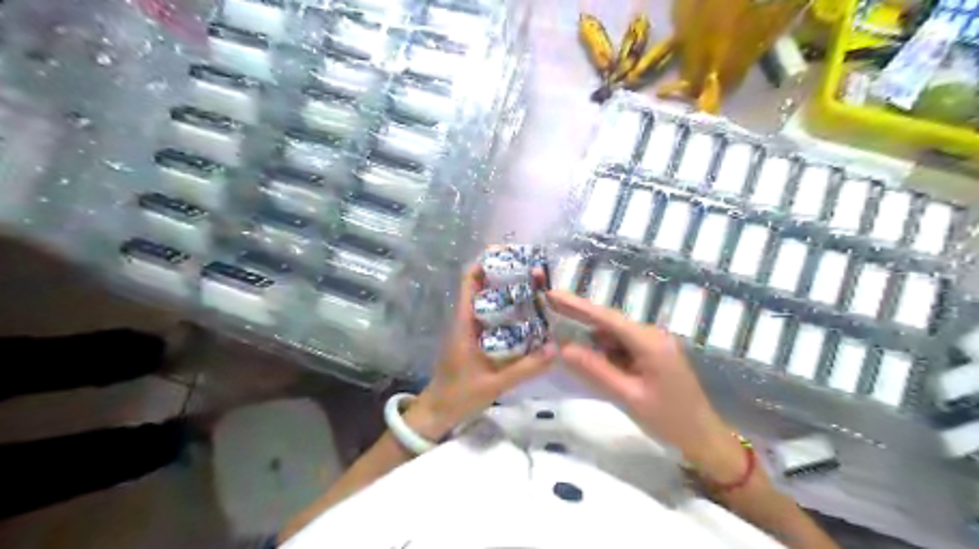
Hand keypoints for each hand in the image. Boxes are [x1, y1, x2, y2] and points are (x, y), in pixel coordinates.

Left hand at [410, 263, 554, 438]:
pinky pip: (491, 319)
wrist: (437, 413)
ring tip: (537, 291)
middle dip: (506, 276)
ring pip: (488, 302)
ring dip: (508, 293)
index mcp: (464, 322)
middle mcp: (465, 320)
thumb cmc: (459, 395)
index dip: (487, 263)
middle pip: (482, 286)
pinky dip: (508, 313)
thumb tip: (555, 348)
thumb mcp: (494, 383)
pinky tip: (528, 319)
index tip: (512, 256)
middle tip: (535, 274)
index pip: (469, 281)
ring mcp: (469, 330)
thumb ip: (525, 368)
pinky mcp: (473, 340)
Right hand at [550, 291, 742, 475]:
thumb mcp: (628, 397)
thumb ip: (595, 371)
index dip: (577, 305)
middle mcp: (652, 335)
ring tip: (565, 342)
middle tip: (549, 308)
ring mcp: (653, 344)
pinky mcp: (652, 355)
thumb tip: (563, 348)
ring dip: (592, 339)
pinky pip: (622, 347)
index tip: (552, 293)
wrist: (704, 439)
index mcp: (650, 342)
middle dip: (579, 317)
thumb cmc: (669, 421)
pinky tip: (592, 360)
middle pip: (609, 323)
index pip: (607, 318)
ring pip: (614, 336)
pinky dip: (605, 352)